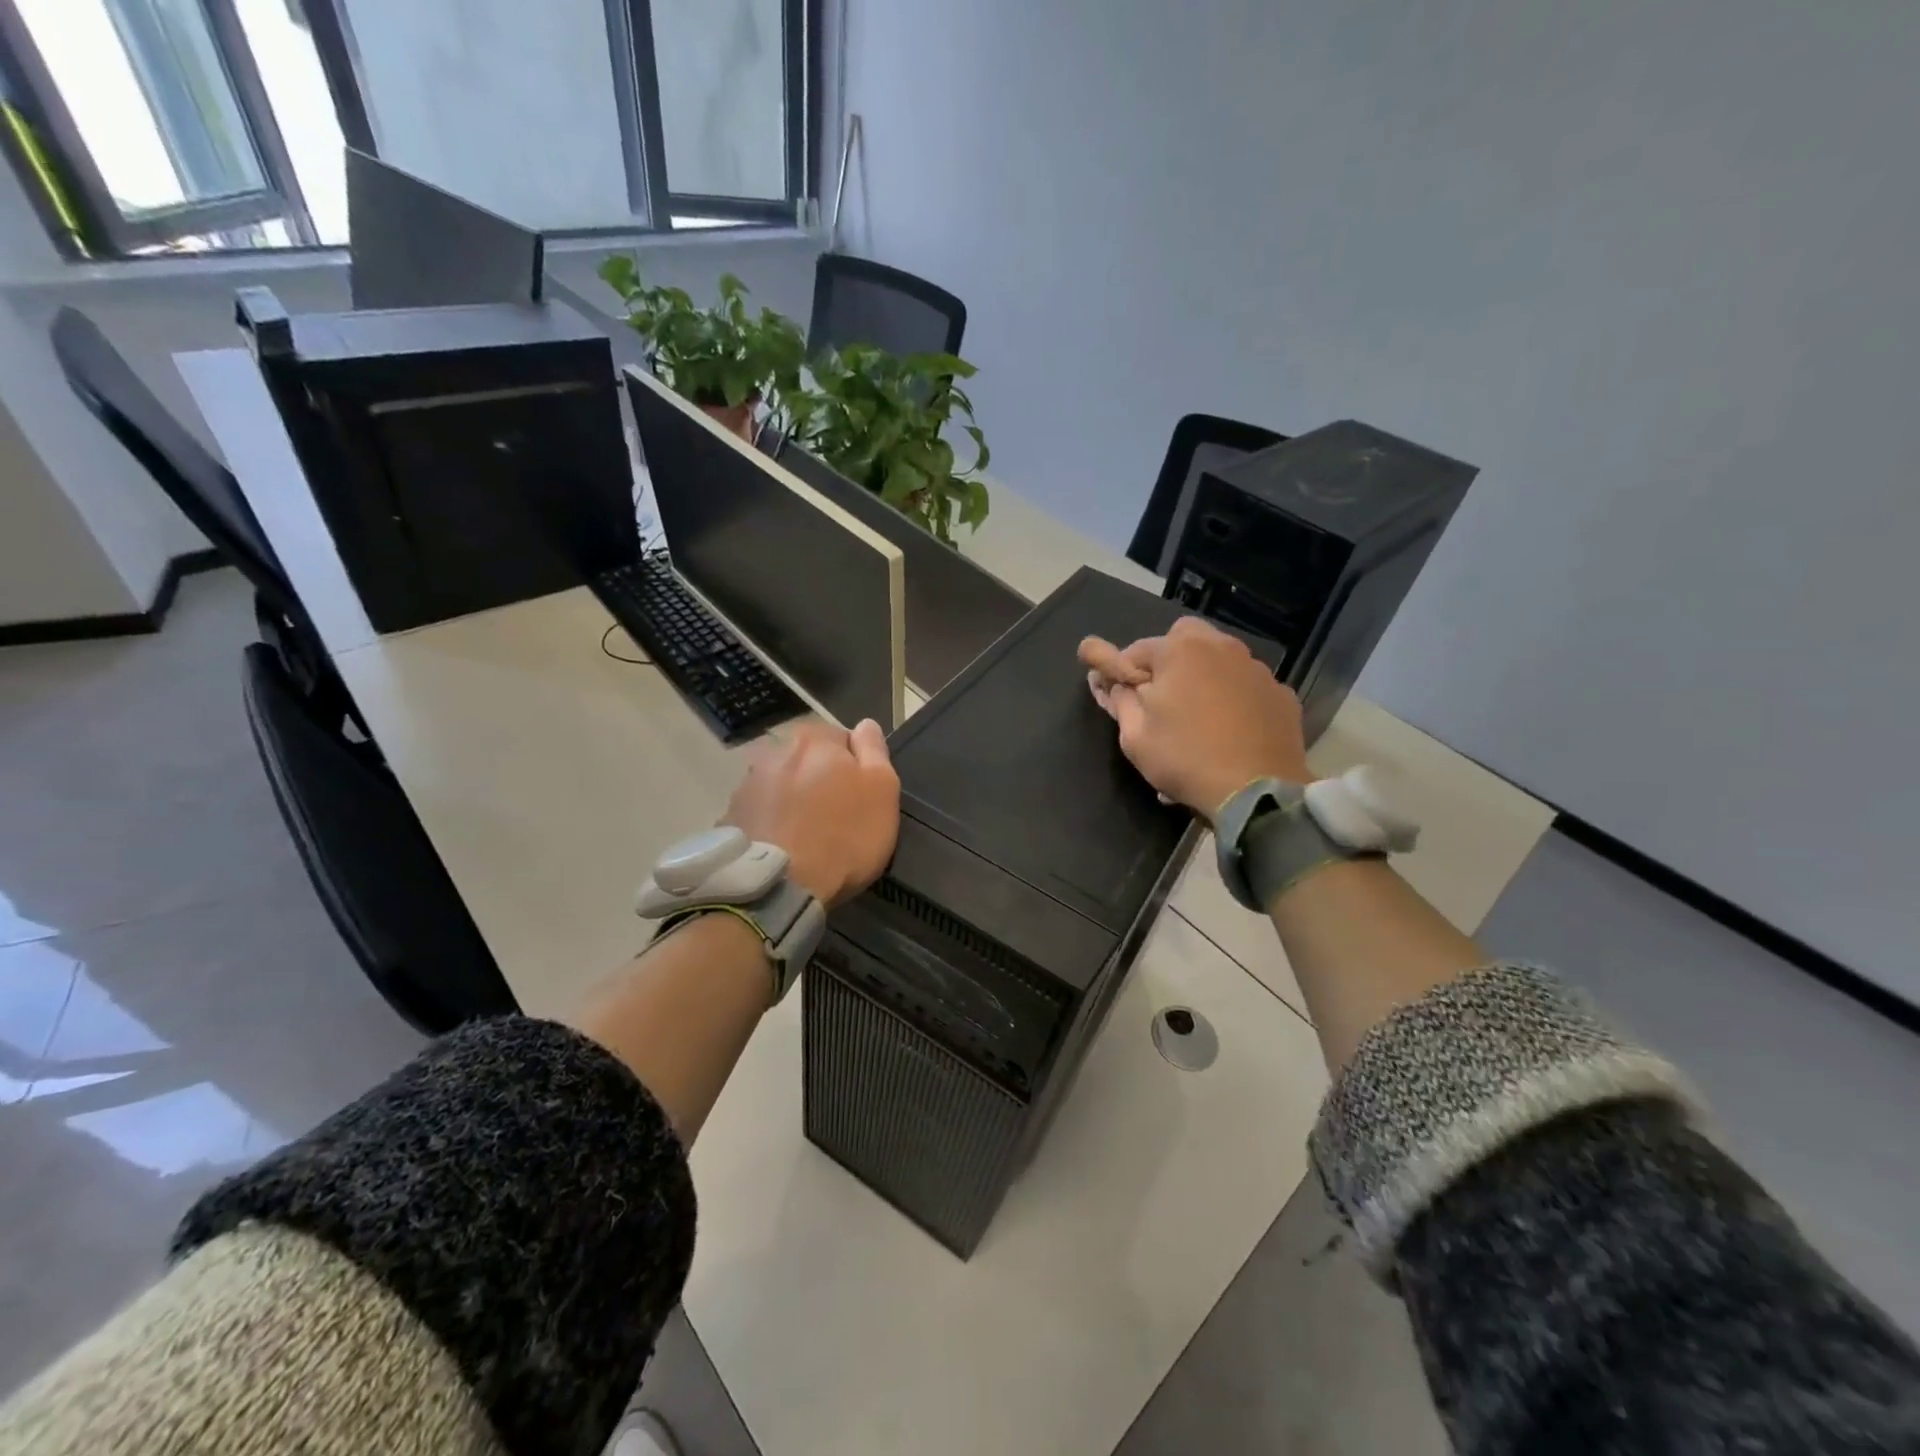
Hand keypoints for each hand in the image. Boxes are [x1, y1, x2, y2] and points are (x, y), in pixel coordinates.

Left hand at [722, 719, 899, 907]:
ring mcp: (747, 784)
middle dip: (819, 779)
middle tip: (835, 816)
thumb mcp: (883, 789)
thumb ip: (875, 749)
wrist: (780, 886)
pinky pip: (759, 812)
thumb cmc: (844, 835)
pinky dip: (770, 822)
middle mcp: (775, 751)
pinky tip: (782, 846)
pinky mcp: (730, 816)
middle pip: (807, 760)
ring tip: (805, 835)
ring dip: (792, 799)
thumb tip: (865, 725)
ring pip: (781, 784)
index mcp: (814, 738)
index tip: (860, 796)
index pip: (842, 738)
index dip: (855, 766)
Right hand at [1078, 616, 1309, 819]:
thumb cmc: (1185, 759)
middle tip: (1161, 696)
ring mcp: (1256, 669)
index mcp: (1179, 651)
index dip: (1120, 672)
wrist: (1256, 791)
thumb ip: (1119, 700)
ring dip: (1203, 675)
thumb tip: (1108, 681)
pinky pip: (1247, 685)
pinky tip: (1231, 727)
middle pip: (1184, 638)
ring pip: (1220, 658)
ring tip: (1198, 713)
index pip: (1135, 650)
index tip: (1116, 694)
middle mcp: (1220, 647)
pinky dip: (1234, 696)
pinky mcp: (1280, 694)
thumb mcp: (1135, 736)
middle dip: (1168, 659)